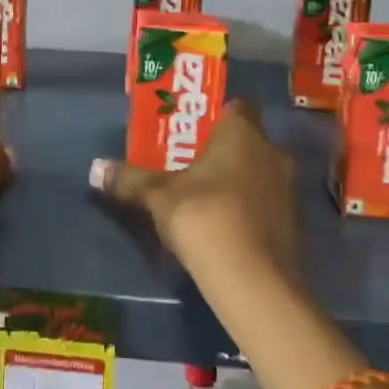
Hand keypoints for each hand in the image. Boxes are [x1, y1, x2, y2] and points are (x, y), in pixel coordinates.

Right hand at [87, 101, 298, 283]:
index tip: (188, 132)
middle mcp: (272, 152)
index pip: (233, 107)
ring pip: (257, 172)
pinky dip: (246, 208)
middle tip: (187, 163)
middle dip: (219, 150)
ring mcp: (287, 189)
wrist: (254, 282)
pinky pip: (264, 202)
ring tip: (200, 196)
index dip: (212, 117)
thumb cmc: (205, 218)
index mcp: (243, 133)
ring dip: (234, 180)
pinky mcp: (293, 224)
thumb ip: (131, 179)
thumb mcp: (158, 196)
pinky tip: (221, 224)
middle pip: (245, 141)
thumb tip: (96, 169)